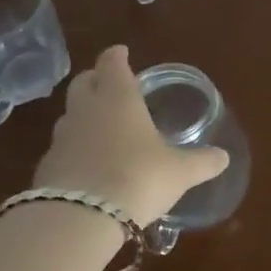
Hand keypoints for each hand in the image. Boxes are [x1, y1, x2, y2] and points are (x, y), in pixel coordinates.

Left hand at [32, 46, 229, 227]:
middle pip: (83, 83)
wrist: (79, 218)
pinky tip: (89, 165)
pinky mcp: (46, 168)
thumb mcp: (179, 172)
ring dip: (83, 115)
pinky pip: (62, 149)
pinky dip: (75, 150)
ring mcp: (61, 139)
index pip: (112, 64)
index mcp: (118, 99)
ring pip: (70, 115)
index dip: (117, 56)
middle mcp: (86, 111)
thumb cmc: (138, 178)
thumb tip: (223, 157)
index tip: (121, 52)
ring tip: (101, 127)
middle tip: (109, 84)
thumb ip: (201, 162)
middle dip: (95, 79)